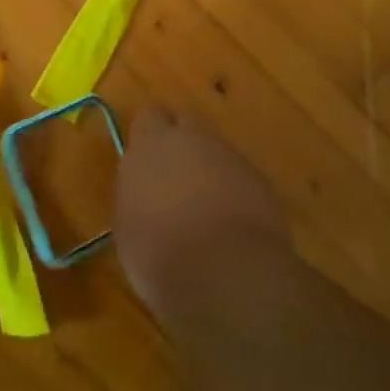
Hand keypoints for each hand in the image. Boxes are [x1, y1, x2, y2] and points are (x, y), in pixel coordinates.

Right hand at [114, 108, 291, 319]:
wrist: (226, 273)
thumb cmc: (160, 252)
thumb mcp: (128, 226)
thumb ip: (136, 195)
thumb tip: (146, 196)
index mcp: (150, 144)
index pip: (149, 117)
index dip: (150, 136)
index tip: (147, 162)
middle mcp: (191, 139)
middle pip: (187, 124)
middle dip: (182, 144)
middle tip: (176, 179)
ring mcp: (230, 158)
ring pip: (217, 152)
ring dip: (211, 171)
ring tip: (206, 211)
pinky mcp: (261, 182)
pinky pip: (242, 179)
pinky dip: (236, 195)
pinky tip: (233, 229)